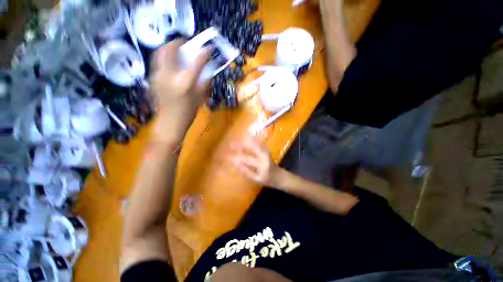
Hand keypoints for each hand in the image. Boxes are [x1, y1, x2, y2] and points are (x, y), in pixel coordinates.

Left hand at [150, 40, 210, 141]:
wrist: (170, 122)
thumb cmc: (188, 112)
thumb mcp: (200, 97)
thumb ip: (204, 82)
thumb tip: (207, 71)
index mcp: (185, 82)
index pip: (196, 62)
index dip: (204, 53)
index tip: (209, 48)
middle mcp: (169, 75)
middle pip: (169, 49)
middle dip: (178, 42)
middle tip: (186, 44)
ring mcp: (158, 76)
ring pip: (159, 53)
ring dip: (169, 48)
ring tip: (177, 51)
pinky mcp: (153, 79)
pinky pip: (158, 62)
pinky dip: (165, 58)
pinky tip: (172, 64)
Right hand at [227, 137, 280, 186]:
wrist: (279, 175)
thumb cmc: (267, 179)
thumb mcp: (256, 179)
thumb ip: (246, 171)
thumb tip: (236, 164)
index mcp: (262, 164)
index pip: (246, 159)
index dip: (236, 158)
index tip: (227, 157)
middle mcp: (264, 155)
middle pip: (251, 147)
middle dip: (240, 145)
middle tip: (230, 144)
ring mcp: (266, 151)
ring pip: (254, 143)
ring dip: (244, 141)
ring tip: (236, 141)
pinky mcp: (266, 149)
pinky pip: (257, 143)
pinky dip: (250, 140)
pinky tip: (245, 139)